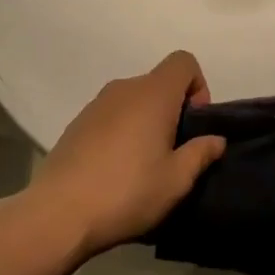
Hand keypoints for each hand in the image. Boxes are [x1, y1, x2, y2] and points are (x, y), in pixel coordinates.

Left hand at [26, 51, 225, 260]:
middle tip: (174, 152)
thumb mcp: (176, 180)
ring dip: (147, 121)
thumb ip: (201, 153)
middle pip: (159, 82)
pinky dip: (123, 131)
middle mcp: (124, 89)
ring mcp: (96, 104)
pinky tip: (117, 169)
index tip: (194, 124)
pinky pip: (112, 115)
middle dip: (174, 110)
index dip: (198, 87)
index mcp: (153, 94)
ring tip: (145, 164)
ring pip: (134, 100)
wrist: (58, 213)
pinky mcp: (77, 123)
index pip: (183, 62)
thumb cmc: (127, 191)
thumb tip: (215, 139)